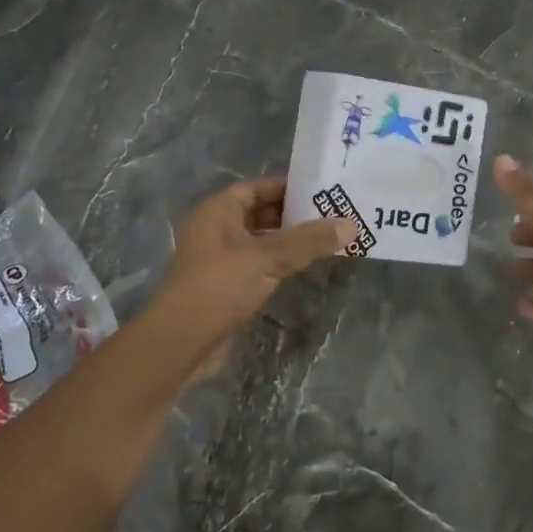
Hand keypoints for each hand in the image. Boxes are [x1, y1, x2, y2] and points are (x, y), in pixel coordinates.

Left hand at [156, 177, 354, 343]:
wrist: (181, 344)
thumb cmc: (219, 287)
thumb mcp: (266, 258)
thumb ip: (308, 240)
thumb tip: (351, 224)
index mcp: (217, 211)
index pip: (257, 188)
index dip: (287, 187)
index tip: (321, 190)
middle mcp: (216, 230)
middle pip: (260, 213)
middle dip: (293, 215)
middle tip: (332, 215)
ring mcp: (220, 260)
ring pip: (261, 242)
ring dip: (289, 242)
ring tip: (327, 239)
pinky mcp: (227, 287)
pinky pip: (259, 266)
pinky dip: (280, 264)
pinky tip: (306, 267)